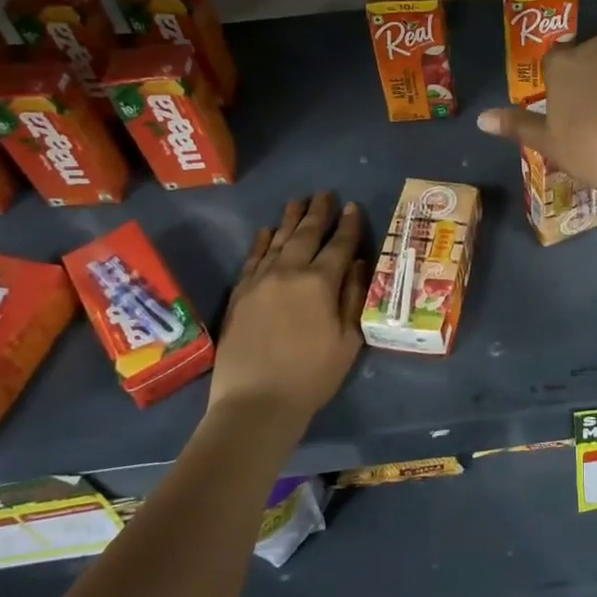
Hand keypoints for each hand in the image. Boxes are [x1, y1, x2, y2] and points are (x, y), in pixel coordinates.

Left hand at [206, 194, 367, 440]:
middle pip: (305, 235)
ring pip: (277, 241)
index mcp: (320, 283)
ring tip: (298, 201)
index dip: (348, 225)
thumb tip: (357, 263)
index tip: (352, 206)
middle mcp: (288, 272)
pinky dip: (261, 242)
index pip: (338, 245)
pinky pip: (252, 259)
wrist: (256, 402)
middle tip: (325, 194)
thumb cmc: (312, 375)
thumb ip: (354, 296)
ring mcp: (260, 281)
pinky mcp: (239, 295)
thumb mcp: (348, 340)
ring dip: (290, 220)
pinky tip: (266, 232)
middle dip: (318, 213)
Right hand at [476, 35, 596, 212]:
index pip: (554, 63)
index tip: (567, 112)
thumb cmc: (593, 152)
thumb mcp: (550, 143)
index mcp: (564, 64)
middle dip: (591, 78)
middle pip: (589, 57)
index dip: (560, 86)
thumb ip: (517, 125)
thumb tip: (481, 119)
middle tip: (596, 115)